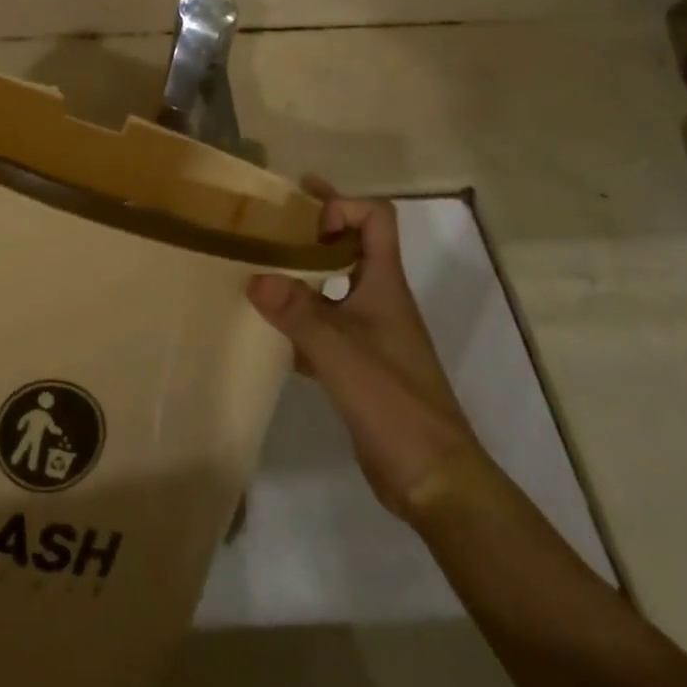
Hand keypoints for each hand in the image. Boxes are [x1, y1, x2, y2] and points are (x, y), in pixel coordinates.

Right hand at [247, 182, 488, 520]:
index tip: (304, 220)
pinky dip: (298, 318)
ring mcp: (371, 332)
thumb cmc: (393, 403)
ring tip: (259, 267)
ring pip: (334, 285)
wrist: (432, 478)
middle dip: (314, 226)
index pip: (375, 218)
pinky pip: (324, 325)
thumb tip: (254, 278)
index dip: (341, 207)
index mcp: (385, 284)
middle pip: (352, 244)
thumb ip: (297, 313)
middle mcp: (380, 299)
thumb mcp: (340, 352)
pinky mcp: (359, 364)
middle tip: (272, 219)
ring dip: (302, 272)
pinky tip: (267, 328)